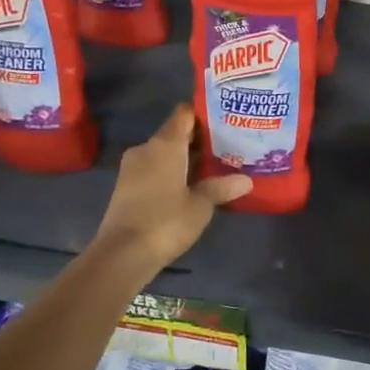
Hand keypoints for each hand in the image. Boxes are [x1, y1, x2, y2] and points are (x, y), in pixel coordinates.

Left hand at [93, 105, 250, 272]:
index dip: (203, 113)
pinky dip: (171, 172)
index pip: (184, 113)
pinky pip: (154, 169)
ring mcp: (132, 168)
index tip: (225, 119)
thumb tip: (247, 180)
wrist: (122, 255)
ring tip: (213, 167)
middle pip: (175, 133)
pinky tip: (189, 186)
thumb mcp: (201, 205)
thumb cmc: (165, 221)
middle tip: (228, 146)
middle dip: (199, 139)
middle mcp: (146, 148)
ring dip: (185, 158)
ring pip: (164, 153)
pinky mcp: (126, 186)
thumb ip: (221, 187)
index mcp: (165, 144)